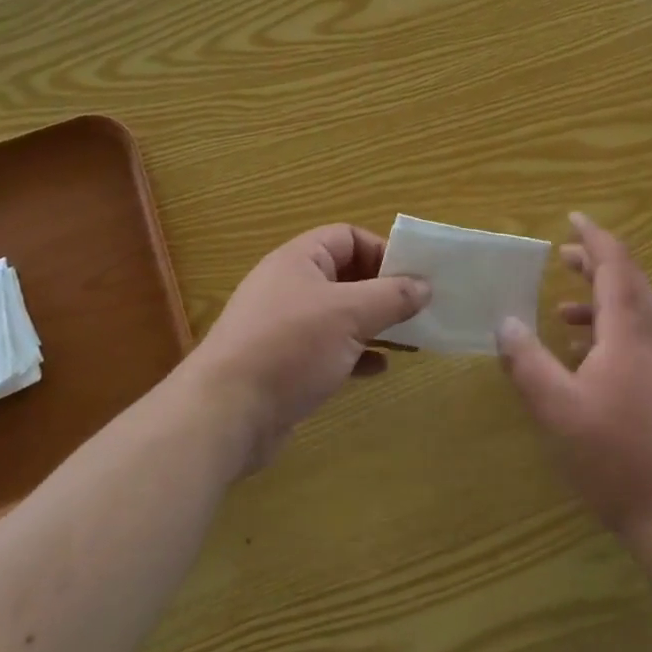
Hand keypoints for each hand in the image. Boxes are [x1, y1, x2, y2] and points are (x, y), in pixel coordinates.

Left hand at [184, 224, 428, 473]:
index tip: (412, 277)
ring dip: (374, 324)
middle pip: (346, 276)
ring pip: (340, 315)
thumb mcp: (349, 314)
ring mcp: (285, 327)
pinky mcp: (285, 364)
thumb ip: (391, 296)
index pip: (348, 238)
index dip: (381, 251)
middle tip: (418, 310)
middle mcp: (290, 286)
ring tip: (409, 339)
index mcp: (299, 260)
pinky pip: (329, 349)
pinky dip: (356, 354)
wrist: (226, 414)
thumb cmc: (290, 347)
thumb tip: (424, 285)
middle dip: (383, 291)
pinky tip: (379, 369)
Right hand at [496, 213, 651, 541]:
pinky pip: (643, 343)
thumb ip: (528, 362)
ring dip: (603, 301)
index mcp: (630, 334)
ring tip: (564, 313)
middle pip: (631, 283)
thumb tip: (505, 321)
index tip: (573, 218)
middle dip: (598, 264)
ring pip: (638, 315)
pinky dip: (613, 334)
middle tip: (564, 257)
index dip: (594, 238)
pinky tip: (588, 362)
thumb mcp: (557, 410)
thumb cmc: (617, 458)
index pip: (616, 266)